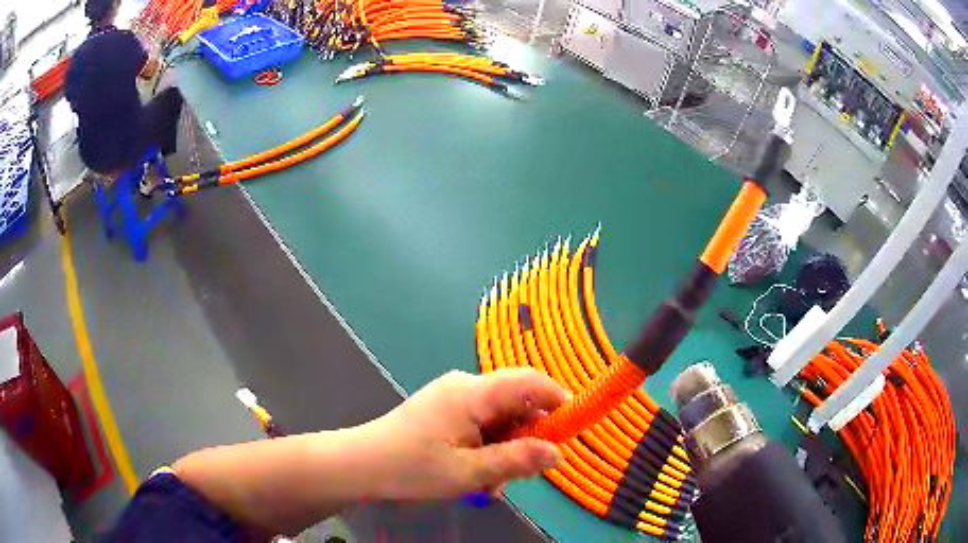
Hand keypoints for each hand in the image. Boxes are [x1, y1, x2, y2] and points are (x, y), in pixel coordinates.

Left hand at [367, 368, 568, 499]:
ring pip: (499, 418)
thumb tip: (558, 453)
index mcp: (472, 393)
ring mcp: (453, 397)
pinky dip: (487, 447)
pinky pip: (480, 424)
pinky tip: (477, 475)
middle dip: (526, 438)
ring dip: (505, 449)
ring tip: (491, 483)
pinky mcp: (445, 410)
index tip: (572, 427)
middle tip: (520, 474)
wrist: (360, 465)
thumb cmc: (411, 468)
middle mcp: (465, 386)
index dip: (557, 398)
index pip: (529, 381)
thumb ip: (516, 461)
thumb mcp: (468, 472)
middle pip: (515, 403)